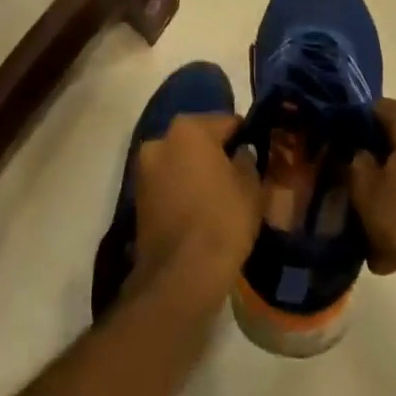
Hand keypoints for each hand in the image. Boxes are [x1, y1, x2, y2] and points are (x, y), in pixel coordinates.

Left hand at [134, 114, 261, 301]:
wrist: (181, 273)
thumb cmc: (222, 220)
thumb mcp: (250, 187)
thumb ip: (247, 160)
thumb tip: (240, 153)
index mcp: (189, 129)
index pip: (227, 122)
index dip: (245, 136)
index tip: (257, 152)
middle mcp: (160, 140)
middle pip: (197, 139)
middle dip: (215, 152)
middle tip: (238, 174)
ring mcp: (144, 169)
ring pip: (179, 161)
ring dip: (195, 170)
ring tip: (219, 195)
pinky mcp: (137, 196)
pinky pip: (167, 183)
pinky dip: (181, 189)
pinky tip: (199, 209)